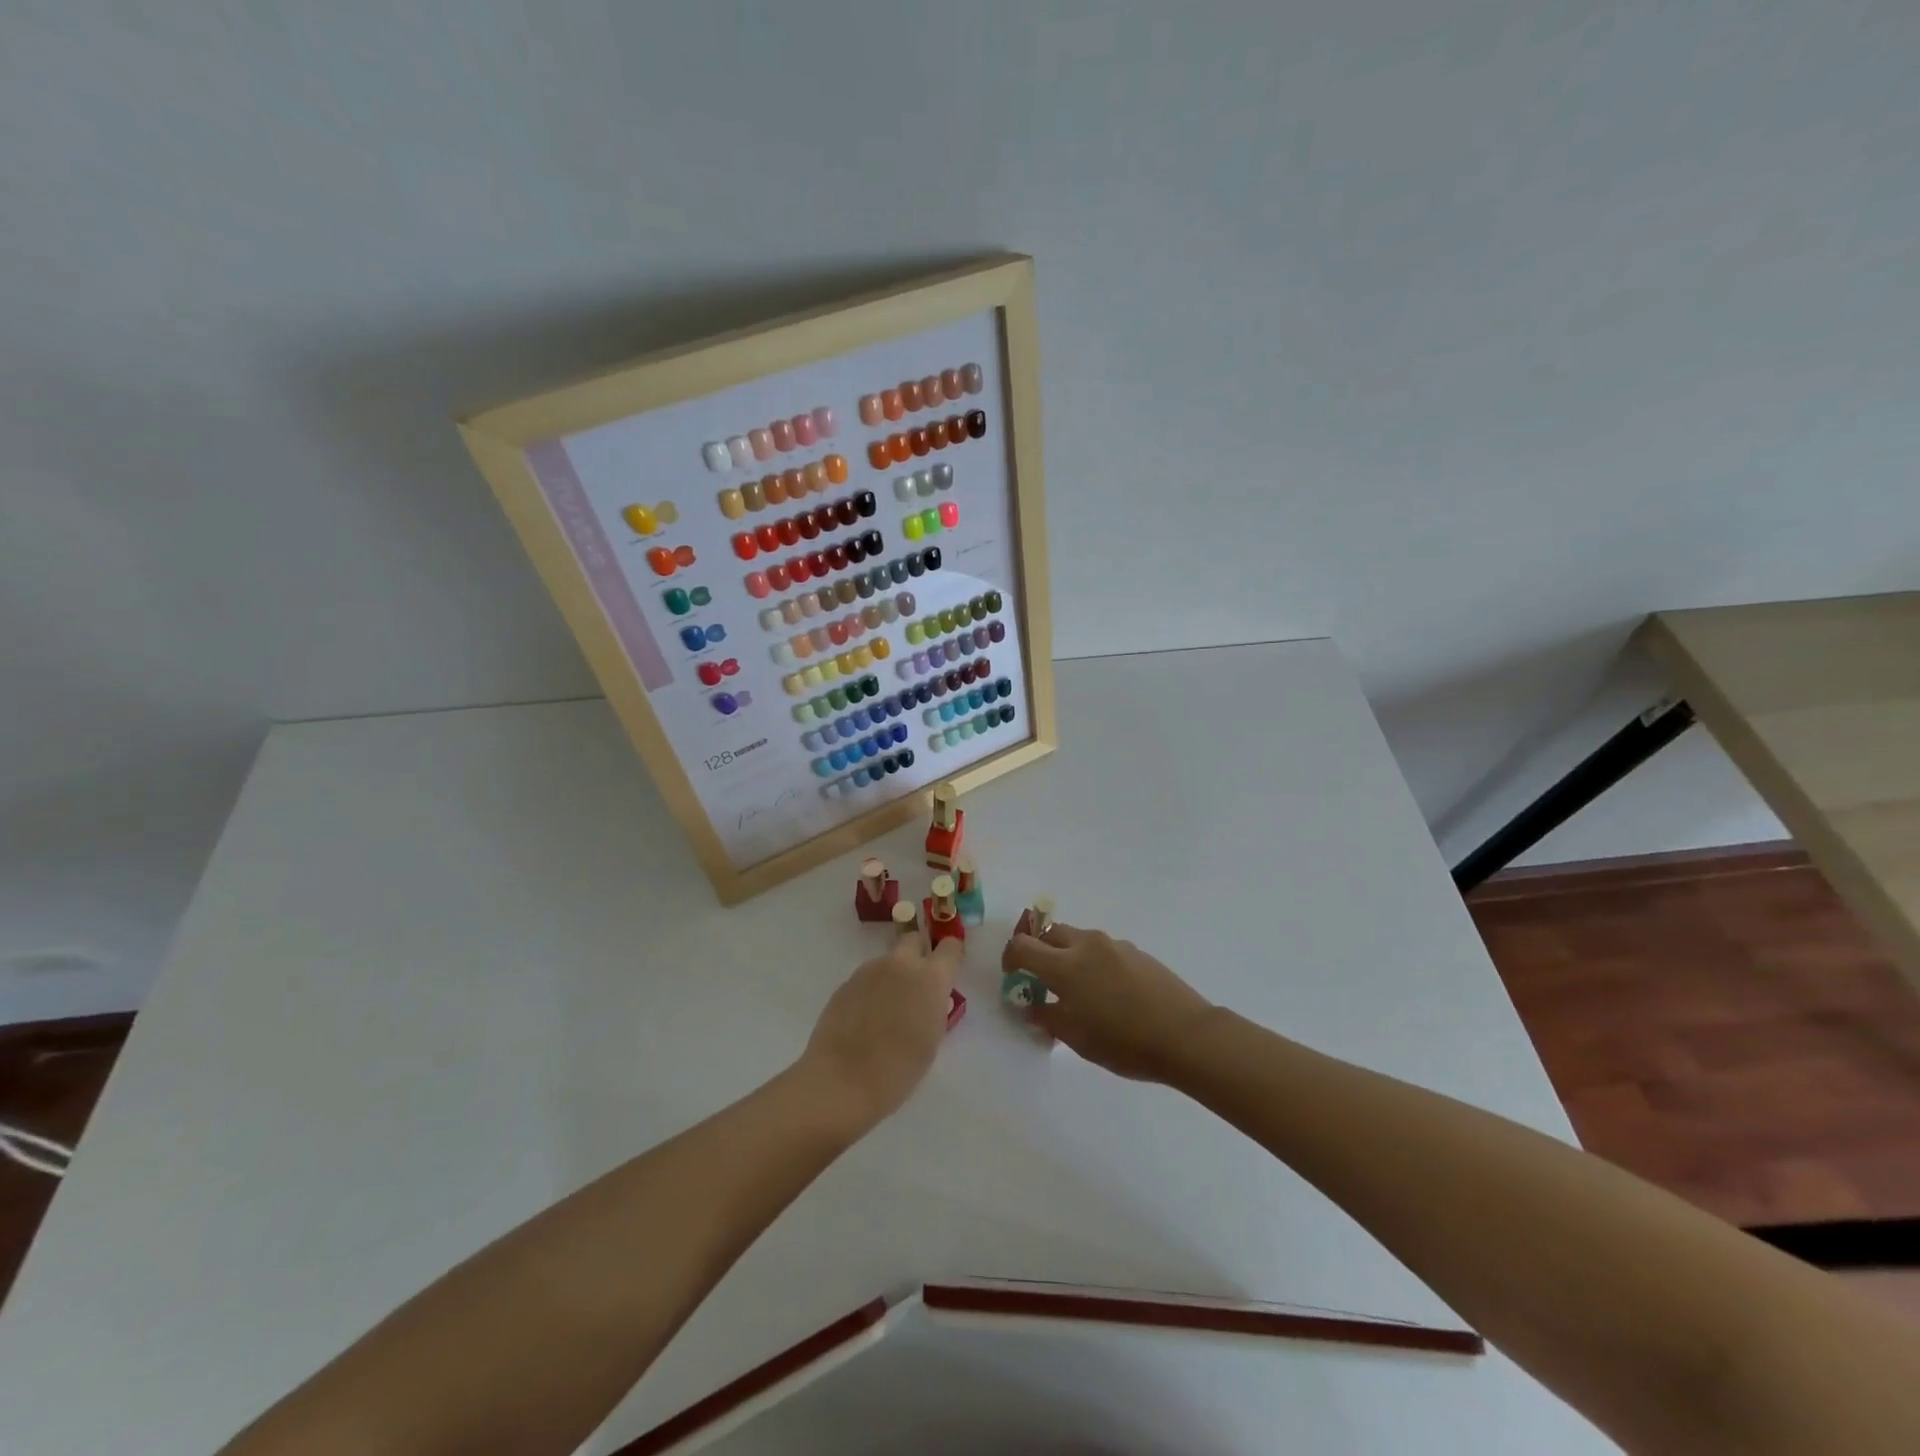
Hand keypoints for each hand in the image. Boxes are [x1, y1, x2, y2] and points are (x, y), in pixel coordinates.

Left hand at [798, 933, 962, 1133]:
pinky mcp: (846, 983)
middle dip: (918, 954)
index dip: (951, 954)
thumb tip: (929, 999)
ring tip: (886, 1012)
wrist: (843, 1080)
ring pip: (888, 961)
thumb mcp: (932, 1038)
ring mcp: (869, 970)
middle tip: (916, 985)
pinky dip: (871, 991)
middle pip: (913, 940)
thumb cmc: (899, 1069)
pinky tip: (864, 1019)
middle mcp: (901, 964)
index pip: (950, 947)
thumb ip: (934, 1008)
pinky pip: (867, 979)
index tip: (948, 968)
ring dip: (892, 976)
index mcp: (931, 978)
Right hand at [1002, 918, 1215, 1082]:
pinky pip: (1103, 948)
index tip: (1012, 975)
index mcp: (1065, 966)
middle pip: (1050, 933)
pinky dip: (1093, 961)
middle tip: (1041, 979)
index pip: (1023, 946)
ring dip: (1067, 954)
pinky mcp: (1136, 951)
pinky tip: (1108, 991)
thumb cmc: (1125, 1042)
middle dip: (1039, 951)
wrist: (1186, 1035)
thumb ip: (1048, 1017)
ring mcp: (1114, 945)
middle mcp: (1086, 945)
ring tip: (1078, 988)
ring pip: (1078, 938)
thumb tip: (1032, 1005)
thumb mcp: (1078, 1038)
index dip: (1011, 958)